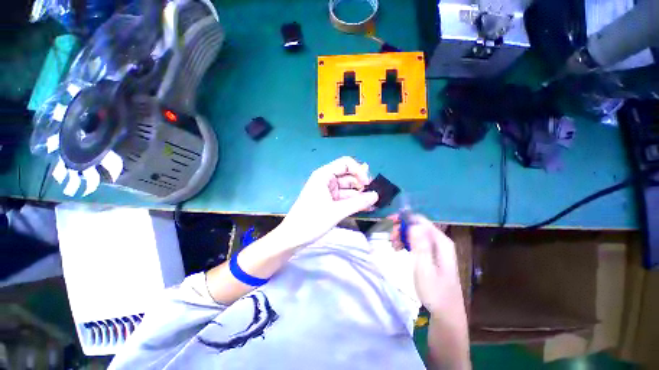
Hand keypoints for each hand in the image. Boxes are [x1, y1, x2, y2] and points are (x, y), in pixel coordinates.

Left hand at [277, 157, 378, 246]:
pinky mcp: (328, 201)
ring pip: (347, 188)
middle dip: (361, 184)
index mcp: (324, 175)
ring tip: (372, 204)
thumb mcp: (336, 211)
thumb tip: (376, 195)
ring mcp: (327, 191)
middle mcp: (326, 180)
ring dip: (359, 195)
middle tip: (373, 196)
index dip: (359, 171)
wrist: (292, 238)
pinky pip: (344, 197)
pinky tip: (365, 207)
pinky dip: (353, 201)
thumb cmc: (312, 221)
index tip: (367, 184)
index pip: (346, 163)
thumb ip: (358, 202)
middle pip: (348, 175)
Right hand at [390, 215, 463, 315]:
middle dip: (402, 228)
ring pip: (415, 233)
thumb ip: (420, 245)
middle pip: (417, 225)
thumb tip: (413, 224)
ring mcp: (436, 248)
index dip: (405, 218)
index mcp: (441, 242)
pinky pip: (416, 241)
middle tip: (391, 238)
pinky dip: (406, 243)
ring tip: (393, 246)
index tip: (390, 221)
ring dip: (402, 236)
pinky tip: (399, 249)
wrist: (445, 313)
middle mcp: (440, 241)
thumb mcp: (424, 268)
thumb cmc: (434, 291)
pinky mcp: (432, 254)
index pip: (421, 220)